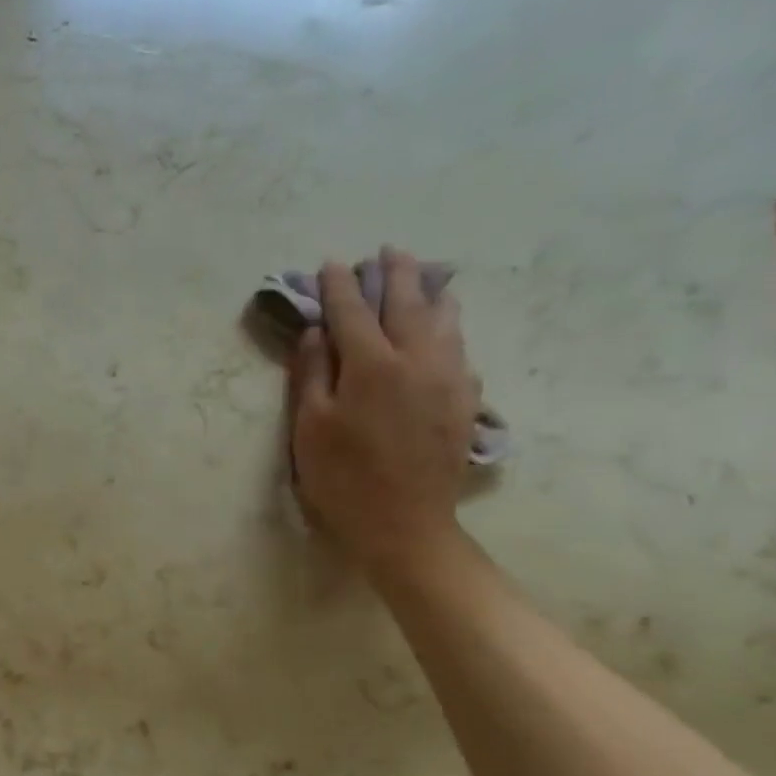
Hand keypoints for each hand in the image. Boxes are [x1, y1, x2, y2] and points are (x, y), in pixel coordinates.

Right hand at [288, 247, 478, 580]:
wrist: (403, 523)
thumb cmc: (341, 477)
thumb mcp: (309, 427)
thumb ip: (312, 373)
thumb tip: (317, 331)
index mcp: (371, 365)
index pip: (351, 312)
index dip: (339, 287)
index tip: (331, 264)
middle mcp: (417, 359)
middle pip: (407, 303)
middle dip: (395, 274)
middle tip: (388, 252)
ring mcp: (449, 378)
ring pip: (445, 320)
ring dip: (430, 293)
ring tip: (424, 277)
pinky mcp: (466, 399)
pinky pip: (459, 347)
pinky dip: (448, 327)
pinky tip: (444, 327)